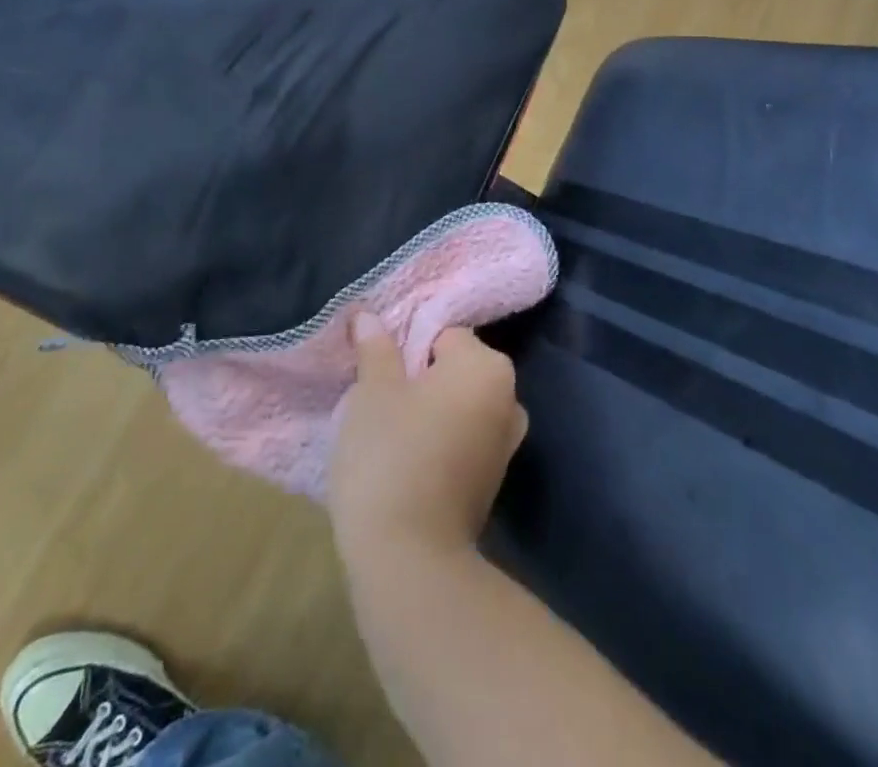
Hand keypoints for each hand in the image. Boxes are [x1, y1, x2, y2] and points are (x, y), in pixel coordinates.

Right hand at [329, 313, 527, 572]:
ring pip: (457, 405)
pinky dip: (438, 440)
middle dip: (418, 377)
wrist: (410, 562)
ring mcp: (505, 443)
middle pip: (454, 368)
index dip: (405, 346)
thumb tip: (368, 315)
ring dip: (428, 410)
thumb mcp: (373, 391)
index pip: (443, 334)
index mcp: (487, 367)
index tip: (377, 368)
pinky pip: (462, 439)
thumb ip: (375, 348)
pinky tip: (405, 459)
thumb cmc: (390, 456)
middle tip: (377, 397)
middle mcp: (509, 398)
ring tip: (386, 429)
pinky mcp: (492, 481)